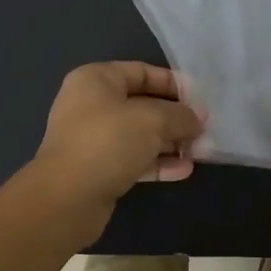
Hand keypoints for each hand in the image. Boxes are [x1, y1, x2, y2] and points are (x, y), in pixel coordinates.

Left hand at [28, 63, 203, 237]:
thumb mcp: (152, 120)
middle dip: (175, 116)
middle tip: (204, 127)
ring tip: (201, 150)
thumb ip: (179, 115)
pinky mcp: (98, 169)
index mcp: (96, 81)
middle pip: (142, 104)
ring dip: (170, 142)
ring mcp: (93, 139)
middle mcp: (91, 105)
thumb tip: (198, 117)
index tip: (200, 97)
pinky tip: (185, 170)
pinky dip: (158, 162)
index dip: (172, 83)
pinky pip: (134, 159)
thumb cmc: (108, 141)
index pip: (141, 71)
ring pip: (140, 135)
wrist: (67, 198)